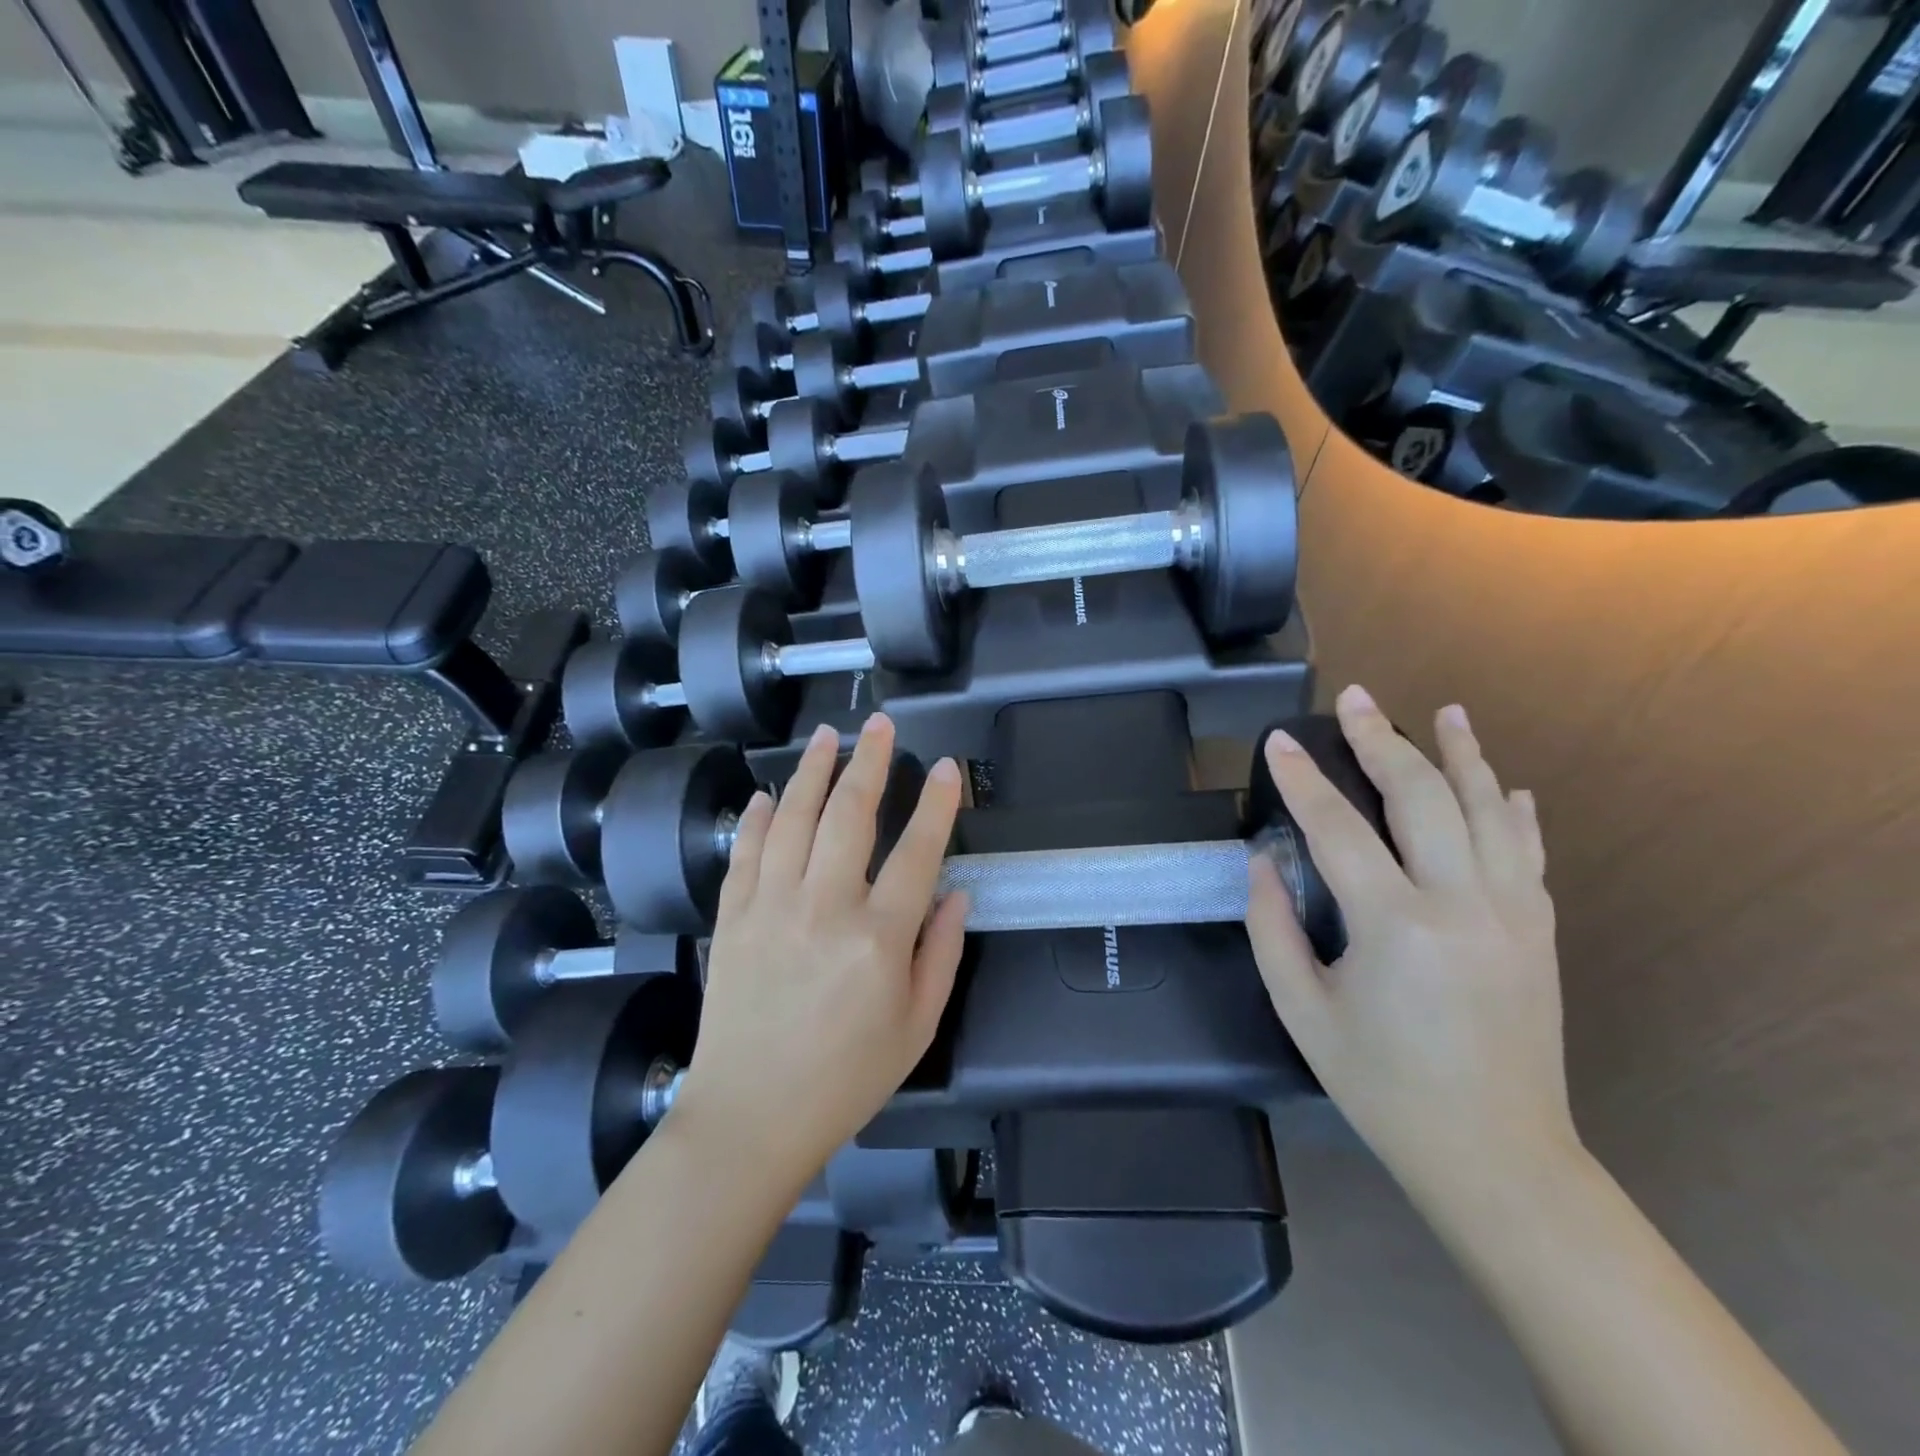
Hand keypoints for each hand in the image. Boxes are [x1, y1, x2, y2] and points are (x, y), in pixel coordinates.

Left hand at [674, 715, 968, 1191]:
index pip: (917, 852)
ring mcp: (771, 908)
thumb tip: (957, 894)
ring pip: (793, 819)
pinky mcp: (732, 919)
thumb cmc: (846, 1079)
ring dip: (812, 771)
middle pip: (850, 816)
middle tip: (880, 724)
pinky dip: (757, 818)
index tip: (948, 768)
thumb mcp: (917, 1028)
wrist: (750, 1118)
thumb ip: (942, 954)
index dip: (937, 805)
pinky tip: (769, 794)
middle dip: (870, 762)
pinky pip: (745, 854)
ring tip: (827, 736)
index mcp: (879, 938)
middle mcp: (824, 908)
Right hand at [1247, 686, 1577, 1213]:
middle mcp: (1463, 904)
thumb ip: (1271, 928)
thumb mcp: (1302, 1010)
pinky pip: (1529, 852)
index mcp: (1396, 926)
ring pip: (1489, 810)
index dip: (1301, 778)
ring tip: (1446, 711)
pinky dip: (1513, 810)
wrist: (1496, 1155)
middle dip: (1382, 740)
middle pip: (1423, 796)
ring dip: (1464, 754)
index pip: (1338, 827)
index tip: (1277, 740)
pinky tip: (1506, 785)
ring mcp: (1514, 914)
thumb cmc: (1382, 1085)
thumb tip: (1263, 861)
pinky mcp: (1540, 931)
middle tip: (1355, 699)